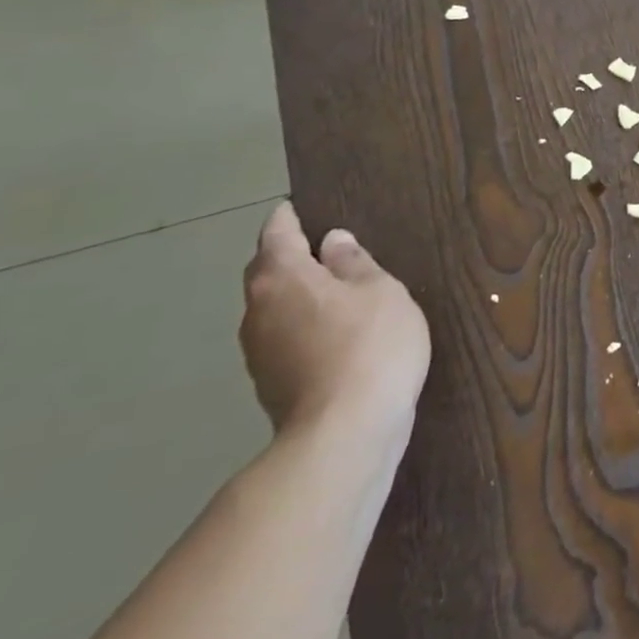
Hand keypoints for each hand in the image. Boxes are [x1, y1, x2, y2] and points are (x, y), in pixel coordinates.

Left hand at [240, 203, 429, 447]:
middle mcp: (258, 311)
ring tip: (331, 289)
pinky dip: (301, 324)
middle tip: (317, 247)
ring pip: (273, 308)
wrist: (345, 430)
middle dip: (285, 257)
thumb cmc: (371, 344)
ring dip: (295, 294)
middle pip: (266, 274)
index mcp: (282, 279)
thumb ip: (355, 263)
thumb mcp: (380, 291)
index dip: (286, 220)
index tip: (292, 208)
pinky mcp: (271, 383)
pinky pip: (284, 336)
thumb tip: (332, 242)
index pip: (277, 236)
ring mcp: (259, 351)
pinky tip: (332, 331)